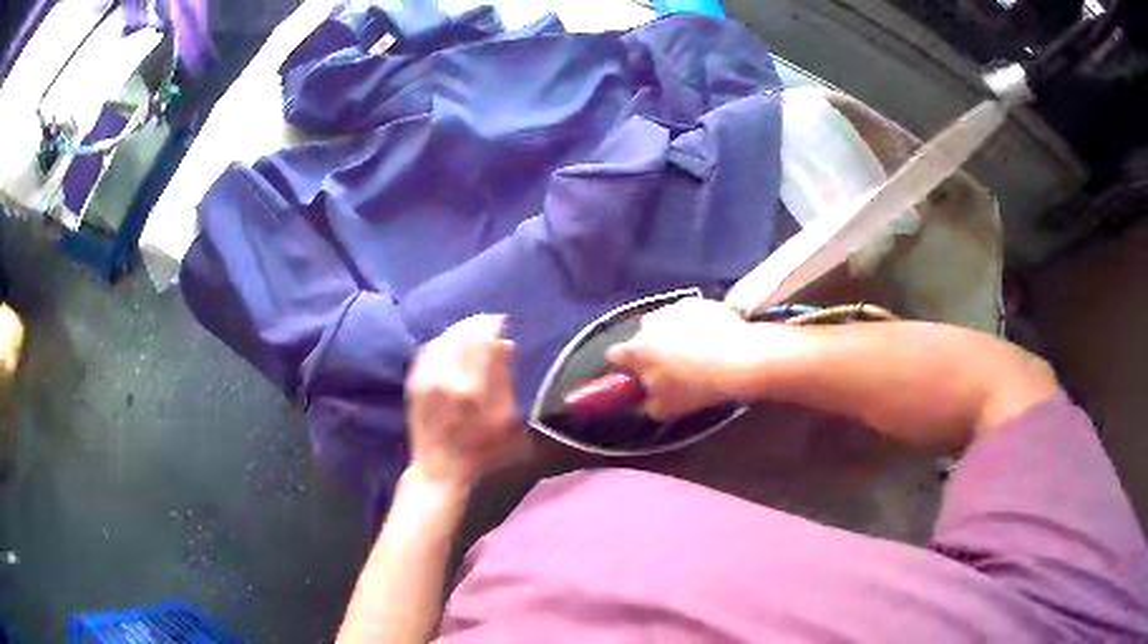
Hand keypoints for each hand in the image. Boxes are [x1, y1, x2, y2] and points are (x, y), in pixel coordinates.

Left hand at [405, 315, 528, 489]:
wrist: (439, 468)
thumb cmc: (481, 450)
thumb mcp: (505, 421)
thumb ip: (505, 380)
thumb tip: (506, 345)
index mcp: (472, 389)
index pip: (482, 341)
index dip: (493, 326)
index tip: (502, 322)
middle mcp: (446, 378)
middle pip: (461, 335)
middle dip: (477, 324)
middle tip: (490, 322)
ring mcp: (426, 379)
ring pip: (443, 339)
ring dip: (459, 330)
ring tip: (473, 330)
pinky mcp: (414, 383)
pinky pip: (427, 350)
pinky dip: (442, 341)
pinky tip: (451, 343)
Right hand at [606, 298, 757, 419]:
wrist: (738, 361)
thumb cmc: (696, 389)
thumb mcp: (665, 410)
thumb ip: (646, 404)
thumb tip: (644, 399)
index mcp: (636, 350)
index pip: (614, 355)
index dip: (623, 366)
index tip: (634, 374)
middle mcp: (649, 324)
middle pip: (641, 334)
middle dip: (650, 347)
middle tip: (668, 364)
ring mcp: (674, 308)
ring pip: (665, 321)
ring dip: (671, 332)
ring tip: (694, 350)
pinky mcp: (698, 302)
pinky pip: (689, 313)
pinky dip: (695, 323)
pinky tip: (710, 338)